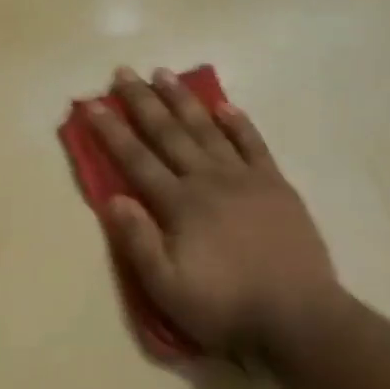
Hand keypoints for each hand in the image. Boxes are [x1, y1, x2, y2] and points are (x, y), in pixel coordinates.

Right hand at [87, 66, 337, 358]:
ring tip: (164, 73)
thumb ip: (138, 242)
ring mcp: (246, 179)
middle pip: (169, 134)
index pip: (136, 160)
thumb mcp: (167, 288)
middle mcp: (209, 180)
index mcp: (180, 205)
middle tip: (124, 72)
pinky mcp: (276, 185)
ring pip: (208, 129)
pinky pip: (254, 144)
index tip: (91, 104)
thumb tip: (113, 198)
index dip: (111, 131)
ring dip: (184, 101)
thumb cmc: (225, 307)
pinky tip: (225, 105)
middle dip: (143, 102)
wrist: (297, 316)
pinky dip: (238, 123)